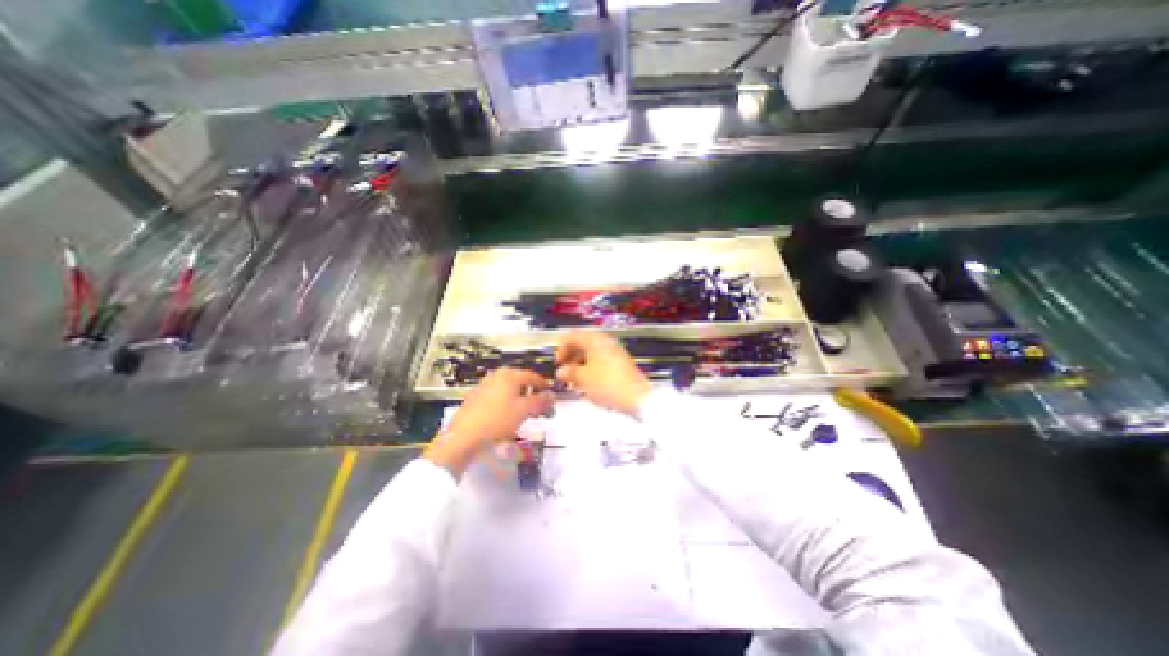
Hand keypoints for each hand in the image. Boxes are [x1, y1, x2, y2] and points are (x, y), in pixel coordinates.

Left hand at [427, 369, 556, 477]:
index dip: (544, 385)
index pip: (532, 376)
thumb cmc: (497, 419)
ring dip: (521, 400)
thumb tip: (553, 395)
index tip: (553, 395)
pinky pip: (498, 397)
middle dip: (533, 394)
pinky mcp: (475, 399)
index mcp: (509, 374)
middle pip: (520, 382)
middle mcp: (496, 376)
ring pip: (509, 390)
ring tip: (527, 414)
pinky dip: (507, 404)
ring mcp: (484, 386)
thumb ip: (540, 401)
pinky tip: (508, 417)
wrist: (463, 437)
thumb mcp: (523, 410)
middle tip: (542, 408)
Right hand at [554, 331, 652, 417]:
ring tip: (575, 380)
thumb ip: (569, 372)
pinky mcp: (621, 362)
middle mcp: (605, 341)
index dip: (560, 349)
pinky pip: (601, 360)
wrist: (638, 397)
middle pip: (582, 343)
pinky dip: (591, 368)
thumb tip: (561, 371)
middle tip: (565, 372)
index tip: (557, 364)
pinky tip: (589, 382)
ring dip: (580, 363)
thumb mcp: (583, 378)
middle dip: (571, 356)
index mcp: (594, 339)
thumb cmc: (607, 384)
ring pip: (591, 352)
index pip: (571, 336)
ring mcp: (615, 351)